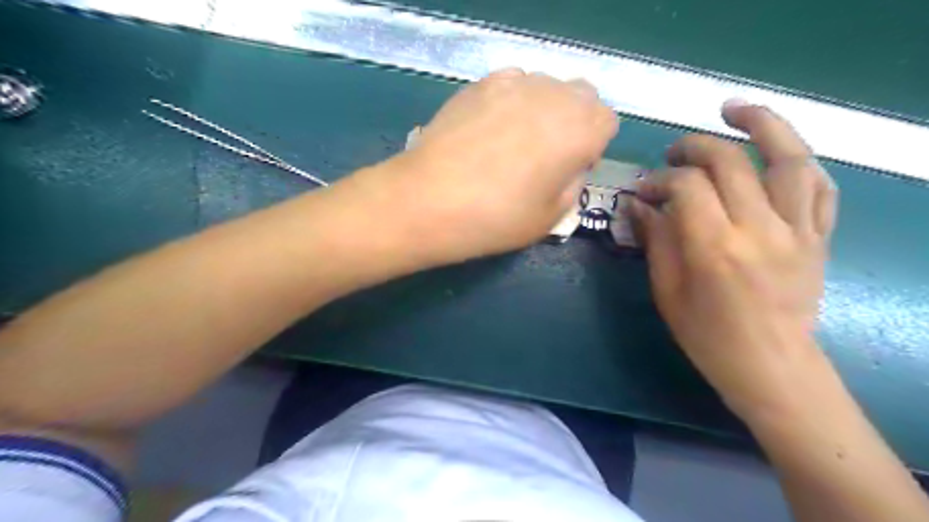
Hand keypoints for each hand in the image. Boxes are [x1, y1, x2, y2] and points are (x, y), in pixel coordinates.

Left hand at [348, 67, 614, 265]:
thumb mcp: (549, 218)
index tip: (570, 169)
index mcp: (579, 130)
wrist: (428, 201)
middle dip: (574, 122)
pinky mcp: (480, 83)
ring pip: (546, 86)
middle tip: (546, 155)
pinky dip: (512, 100)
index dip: (592, 146)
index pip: (606, 122)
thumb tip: (569, 168)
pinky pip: (512, 83)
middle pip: (582, 96)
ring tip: (514, 141)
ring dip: (543, 109)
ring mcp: (514, 83)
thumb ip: (572, 186)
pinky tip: (490, 129)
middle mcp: (553, 96)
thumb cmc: (494, 218)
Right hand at [636, 99, 839, 419]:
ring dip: (763, 124)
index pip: (686, 186)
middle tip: (674, 153)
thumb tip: (638, 204)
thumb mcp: (667, 290)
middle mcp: (760, 229)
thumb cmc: (707, 335)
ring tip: (735, 109)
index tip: (643, 190)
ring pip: (790, 158)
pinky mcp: (819, 237)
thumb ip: (655, 240)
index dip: (659, 179)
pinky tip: (776, 154)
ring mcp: (798, 230)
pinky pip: (820, 186)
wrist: (770, 366)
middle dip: (695, 147)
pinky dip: (798, 161)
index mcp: (714, 248)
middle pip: (730, 161)